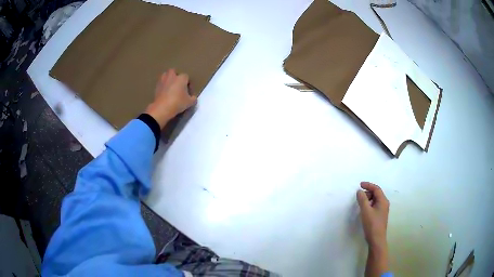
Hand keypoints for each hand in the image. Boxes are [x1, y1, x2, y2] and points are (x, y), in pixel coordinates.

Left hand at [145, 69, 196, 128]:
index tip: (188, 92)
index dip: (188, 84)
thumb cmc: (178, 103)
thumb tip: (193, 97)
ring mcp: (163, 81)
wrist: (162, 108)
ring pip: (165, 75)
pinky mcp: (156, 87)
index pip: (187, 77)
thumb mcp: (189, 103)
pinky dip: (163, 86)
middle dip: (176, 76)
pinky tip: (165, 93)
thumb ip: (193, 98)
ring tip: (170, 87)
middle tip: (178, 85)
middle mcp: (172, 76)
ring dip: (168, 79)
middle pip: (174, 71)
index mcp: (181, 78)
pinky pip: (161, 83)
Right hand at [357, 182, 389, 276]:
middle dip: (367, 192)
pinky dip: (369, 204)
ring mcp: (383, 210)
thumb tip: (359, 191)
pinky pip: (375, 205)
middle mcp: (384, 204)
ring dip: (368, 199)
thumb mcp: (366, 211)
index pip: (376, 189)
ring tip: (360, 203)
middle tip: (359, 196)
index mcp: (383, 201)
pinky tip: (364, 210)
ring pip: (375, 200)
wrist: (376, 239)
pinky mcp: (380, 216)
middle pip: (376, 194)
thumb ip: (362, 199)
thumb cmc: (372, 224)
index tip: (360, 184)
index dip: (368, 185)